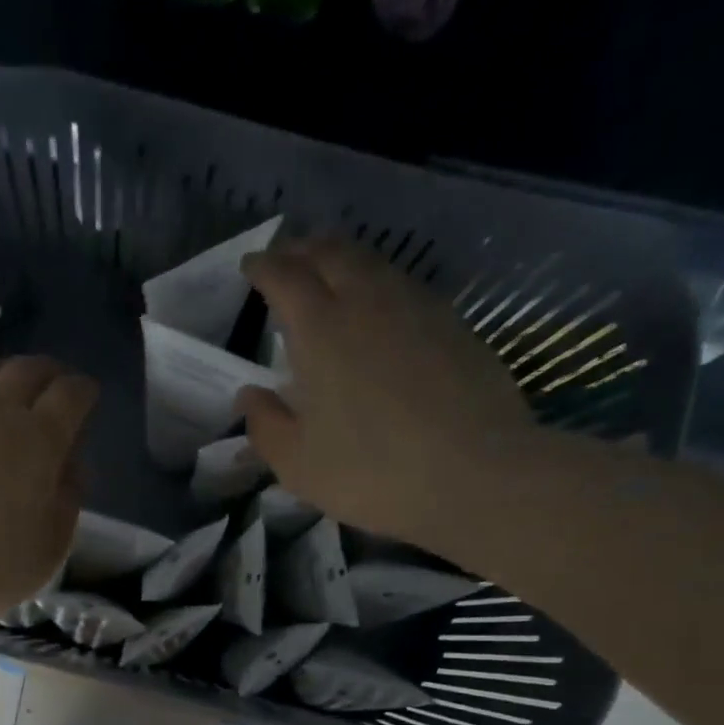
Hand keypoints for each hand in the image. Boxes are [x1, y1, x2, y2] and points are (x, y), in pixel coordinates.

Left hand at [0, 357, 94, 627]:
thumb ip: (67, 500)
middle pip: (27, 371)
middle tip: (54, 386)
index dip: (83, 391)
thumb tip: (69, 464)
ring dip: (2, 375)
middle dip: (48, 373)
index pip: (70, 395)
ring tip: (6, 389)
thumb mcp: (49, 549)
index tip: (87, 396)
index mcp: (38, 441)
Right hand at [239, 237, 536, 547]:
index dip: (263, 267)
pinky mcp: (452, 324)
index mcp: (320, 330)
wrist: (475, 475)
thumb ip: (266, 425)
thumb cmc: (371, 473)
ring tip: (328, 275)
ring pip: (372, 262)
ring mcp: (416, 307)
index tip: (250, 266)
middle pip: (331, 253)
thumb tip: (249, 396)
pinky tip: (378, 309)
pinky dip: (377, 283)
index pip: (284, 277)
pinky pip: (403, 285)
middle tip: (286, 260)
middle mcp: (366, 303)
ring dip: (342, 259)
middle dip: (302, 249)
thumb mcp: (298, 465)